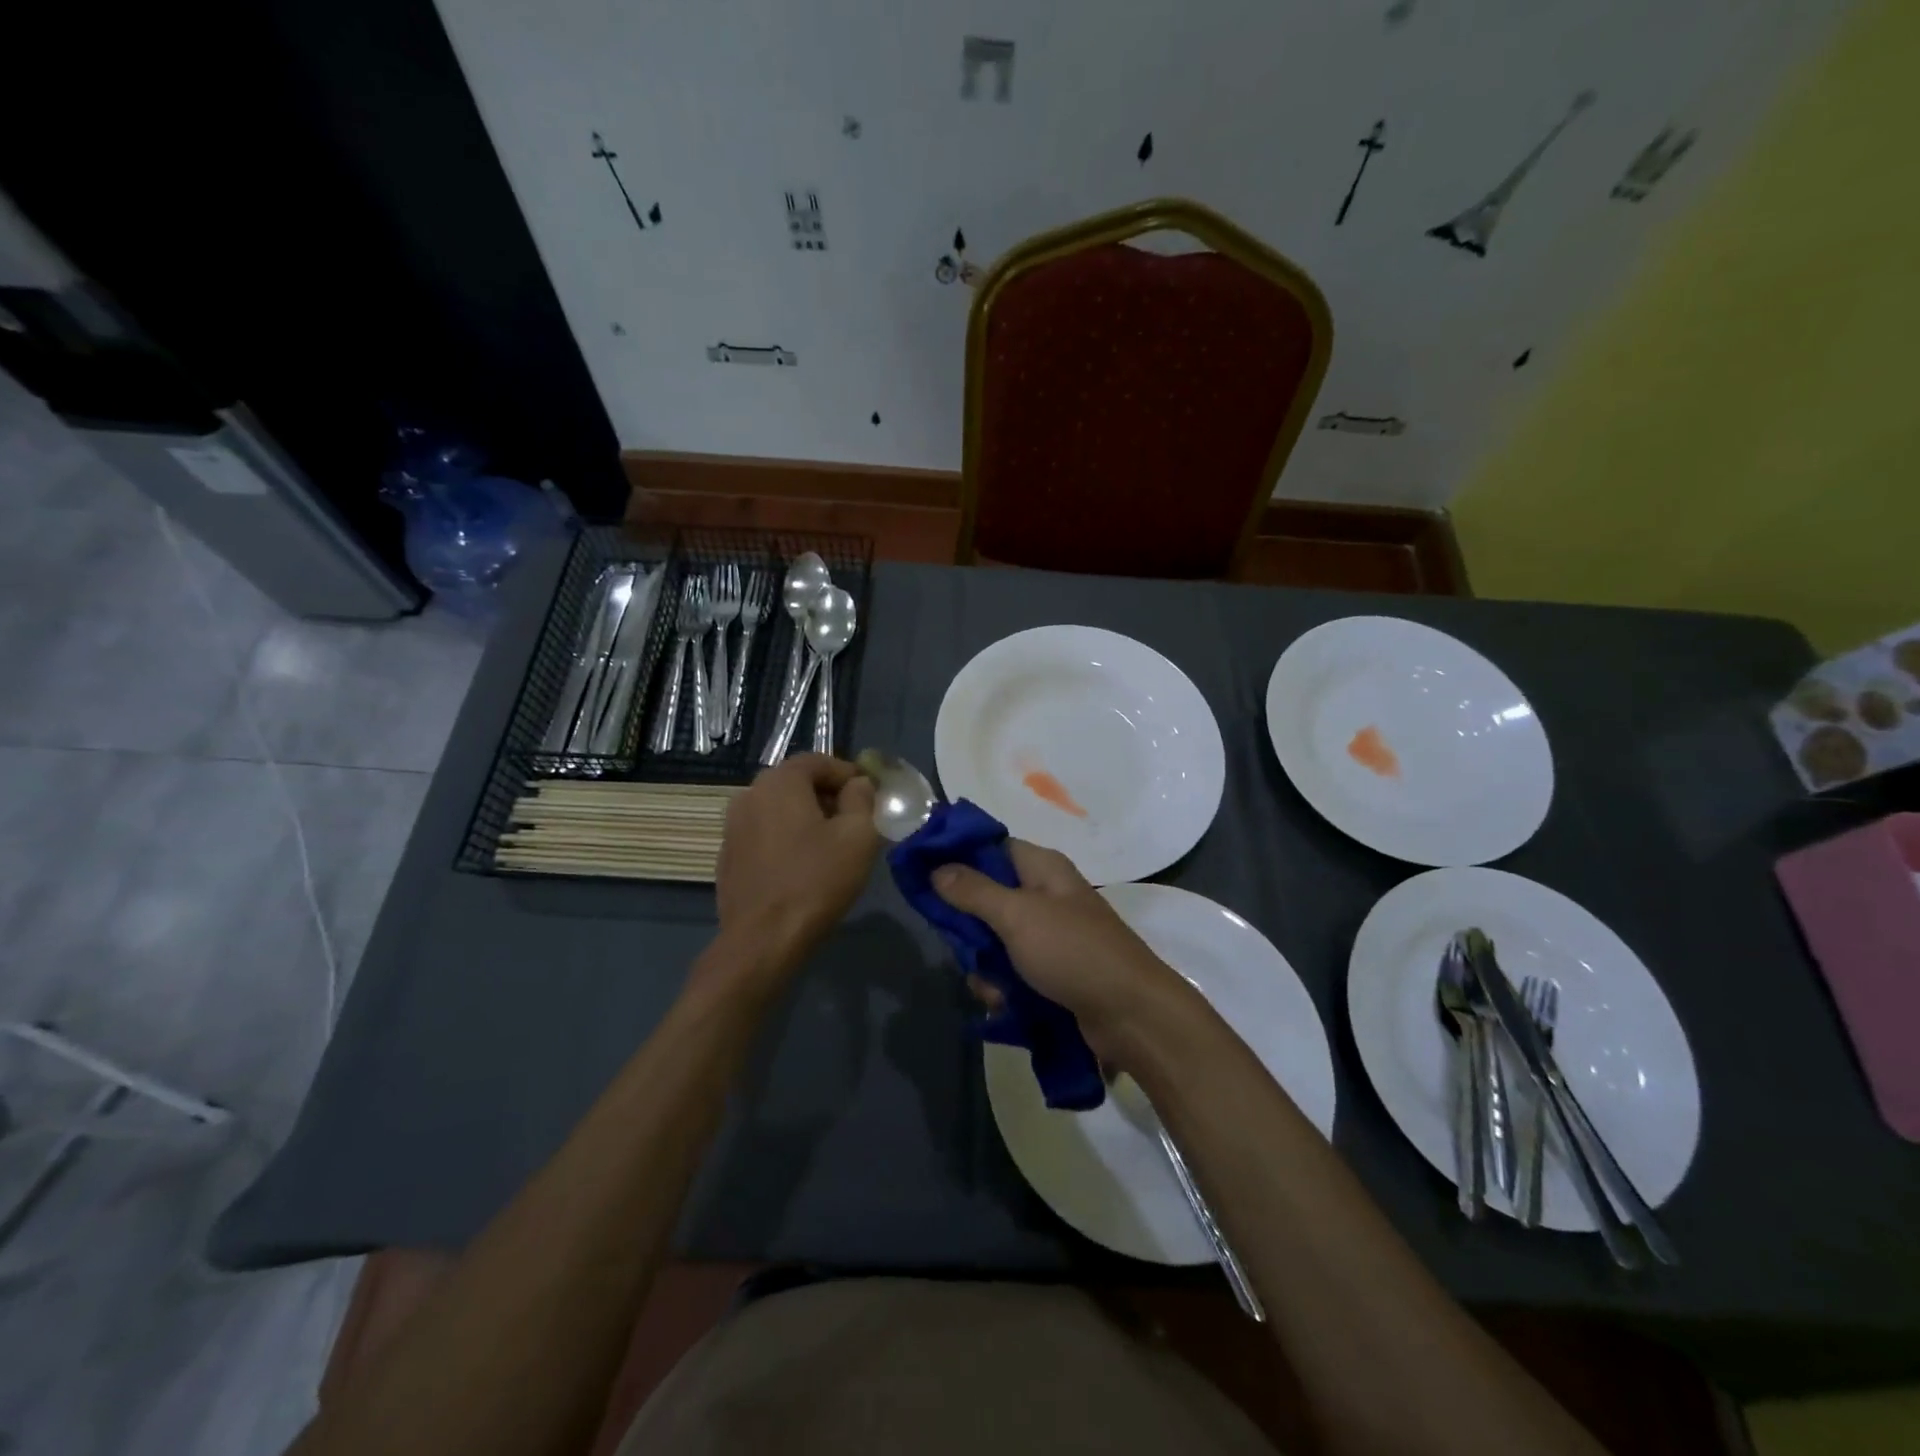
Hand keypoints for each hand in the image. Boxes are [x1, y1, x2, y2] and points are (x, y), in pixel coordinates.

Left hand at [716, 753, 878, 961]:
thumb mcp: (859, 835)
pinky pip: (764, 833)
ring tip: (831, 846)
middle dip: (828, 795)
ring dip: (806, 817)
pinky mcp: (728, 855)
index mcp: (780, 782)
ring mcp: (733, 826)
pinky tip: (802, 866)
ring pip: (779, 808)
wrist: (762, 939)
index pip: (818, 760)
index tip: (870, 796)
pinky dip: (786, 838)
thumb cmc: (816, 881)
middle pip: (796, 782)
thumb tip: (858, 784)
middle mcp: (750, 794)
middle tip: (855, 821)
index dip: (848, 774)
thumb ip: (862, 799)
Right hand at [931, 840, 1195, 1063]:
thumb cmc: (1073, 952)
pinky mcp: (1052, 971)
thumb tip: (936, 867)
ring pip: (994, 940)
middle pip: (987, 898)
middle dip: (969, 928)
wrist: (1131, 1015)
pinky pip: (1012, 971)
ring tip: (993, 988)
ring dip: (986, 966)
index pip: (990, 847)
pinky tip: (1005, 1006)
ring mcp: (1050, 936)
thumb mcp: (1018, 916)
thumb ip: (973, 891)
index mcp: (1042, 868)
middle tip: (961, 947)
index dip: (957, 857)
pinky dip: (1004, 988)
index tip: (923, 875)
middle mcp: (1046, 895)